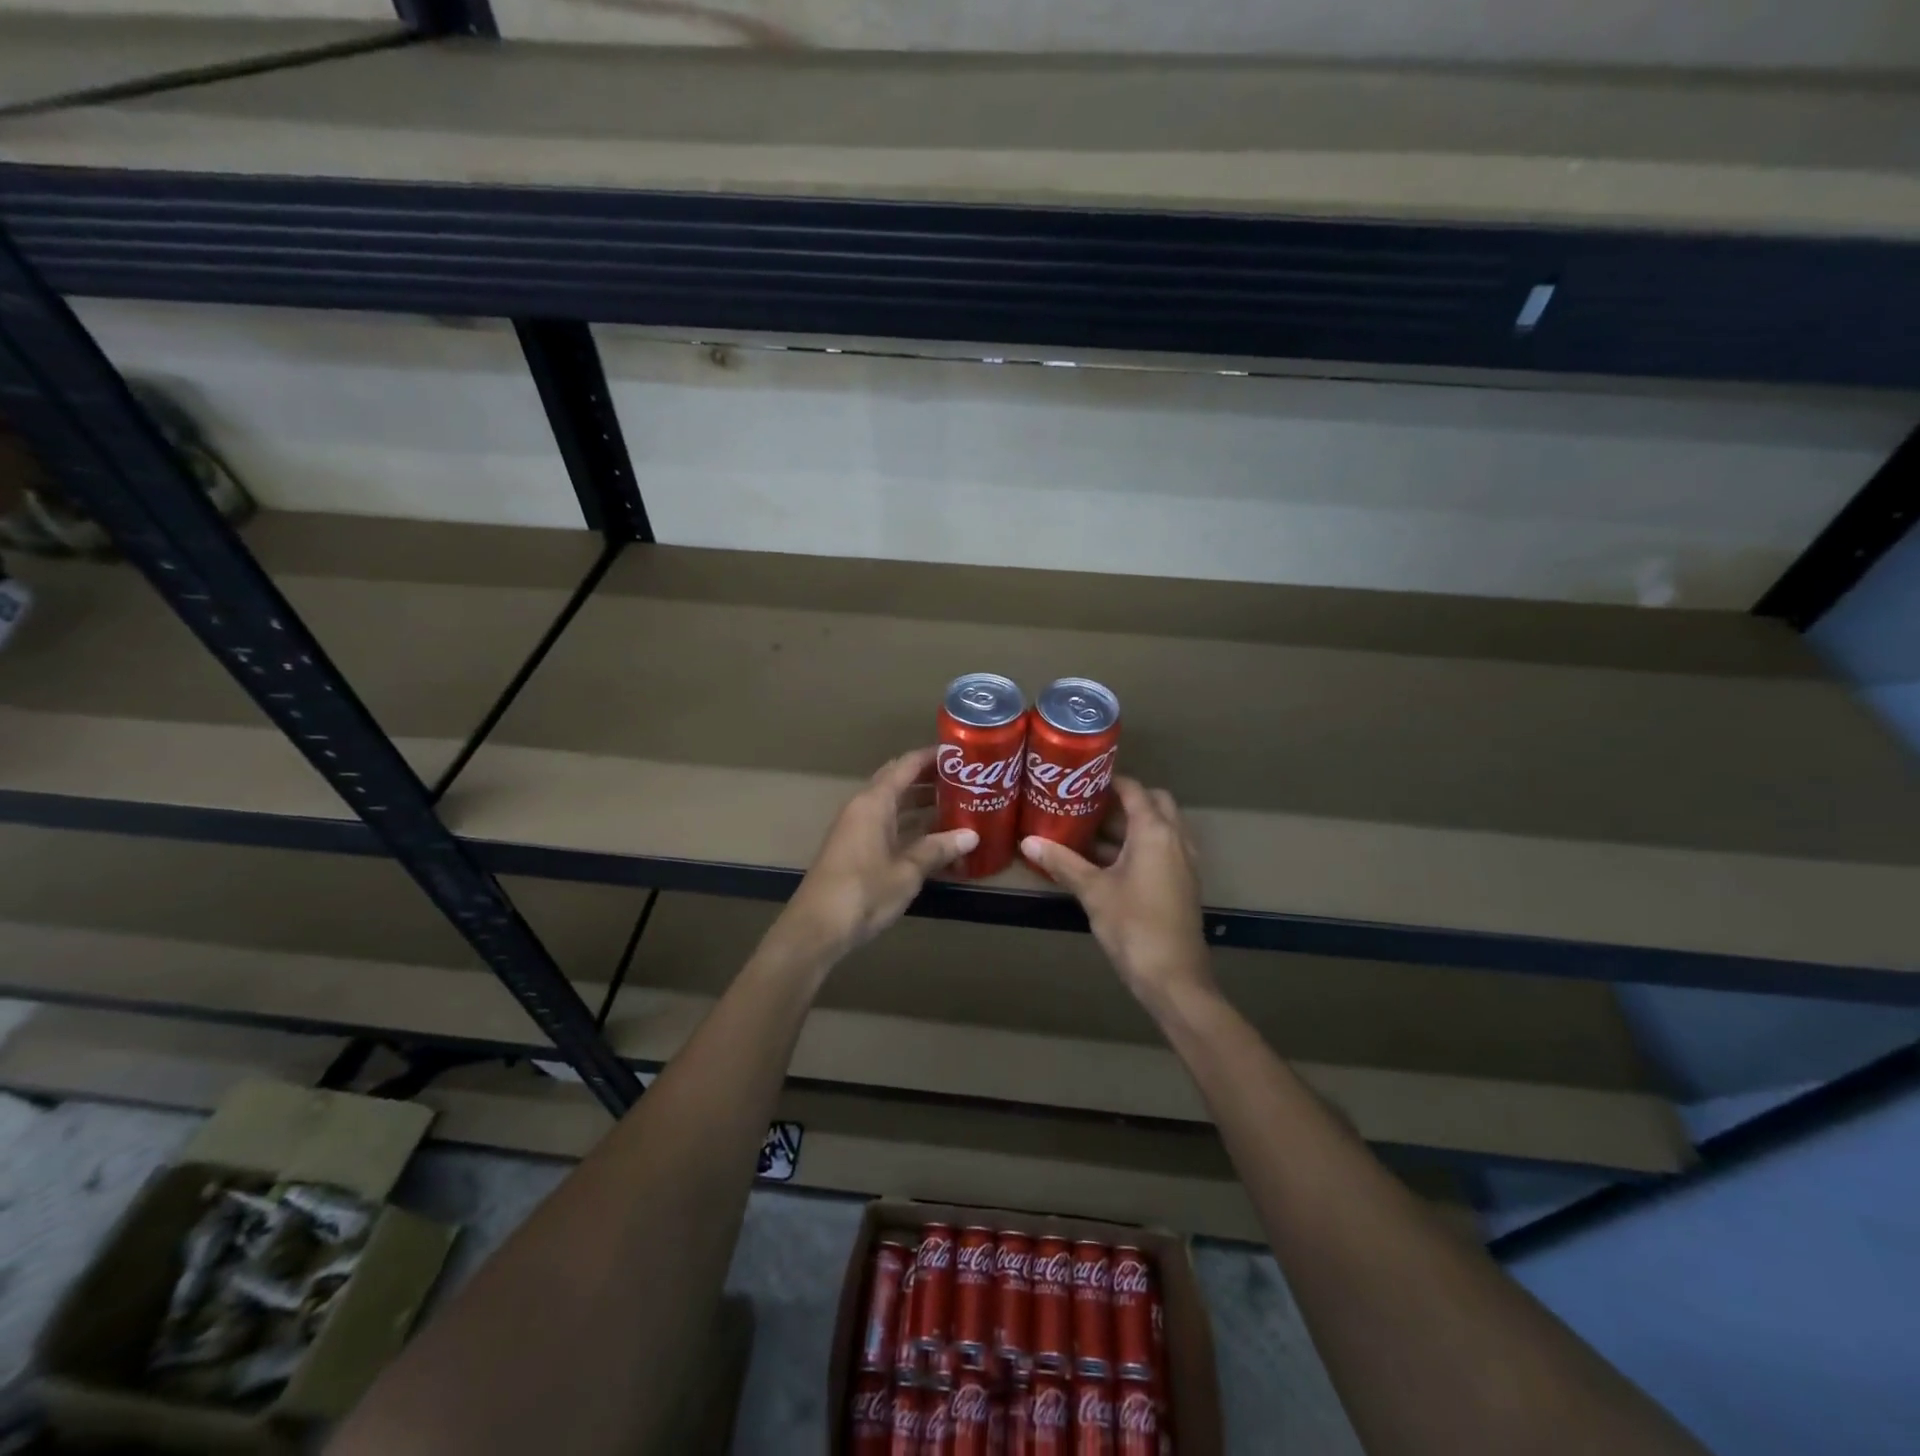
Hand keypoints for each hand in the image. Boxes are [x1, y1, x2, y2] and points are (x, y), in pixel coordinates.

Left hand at [778, 747, 978, 959]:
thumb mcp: (907, 871)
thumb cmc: (864, 892)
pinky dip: (911, 828)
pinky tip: (935, 840)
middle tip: (965, 780)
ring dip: (922, 805)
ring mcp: (858, 830)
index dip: (932, 756)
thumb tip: (972, 835)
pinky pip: (888, 827)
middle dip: (930, 780)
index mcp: (874, 802)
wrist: (817, 928)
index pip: (906, 765)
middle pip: (899, 783)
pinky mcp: (856, 850)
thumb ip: (938, 849)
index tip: (961, 753)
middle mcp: (863, 808)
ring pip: (894, 807)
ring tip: (958, 807)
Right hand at [1021, 778, 1212, 1006]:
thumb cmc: (1134, 925)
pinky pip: (1162, 850)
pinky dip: (1140, 846)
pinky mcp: (1183, 883)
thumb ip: (1063, 862)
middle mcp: (1175, 839)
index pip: (1135, 790)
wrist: (1174, 978)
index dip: (1109, 781)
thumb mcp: (1093, 891)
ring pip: (1159, 828)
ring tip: (1090, 831)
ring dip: (1131, 826)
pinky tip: (1107, 864)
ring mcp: (1183, 862)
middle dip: (1124, 801)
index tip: (1081, 780)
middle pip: (1154, 804)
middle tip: (1088, 806)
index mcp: (1155, 832)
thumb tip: (1028, 841)